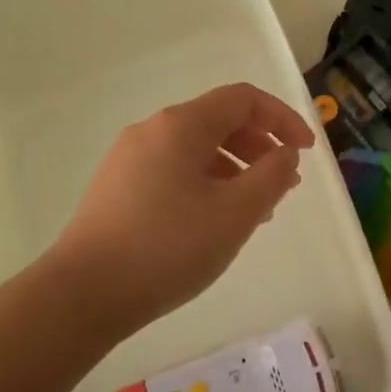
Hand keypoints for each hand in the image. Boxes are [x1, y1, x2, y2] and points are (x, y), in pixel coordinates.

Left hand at [50, 83, 314, 331]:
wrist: (84, 292)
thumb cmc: (169, 247)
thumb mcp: (236, 213)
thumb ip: (271, 176)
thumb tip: (284, 154)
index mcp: (181, 125)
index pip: (243, 99)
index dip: (282, 119)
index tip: (306, 151)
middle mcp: (153, 131)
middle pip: (219, 121)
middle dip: (260, 146)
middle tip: (285, 184)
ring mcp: (130, 159)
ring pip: (197, 150)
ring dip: (236, 169)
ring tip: (256, 211)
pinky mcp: (118, 188)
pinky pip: (175, 171)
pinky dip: (207, 184)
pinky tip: (215, 222)